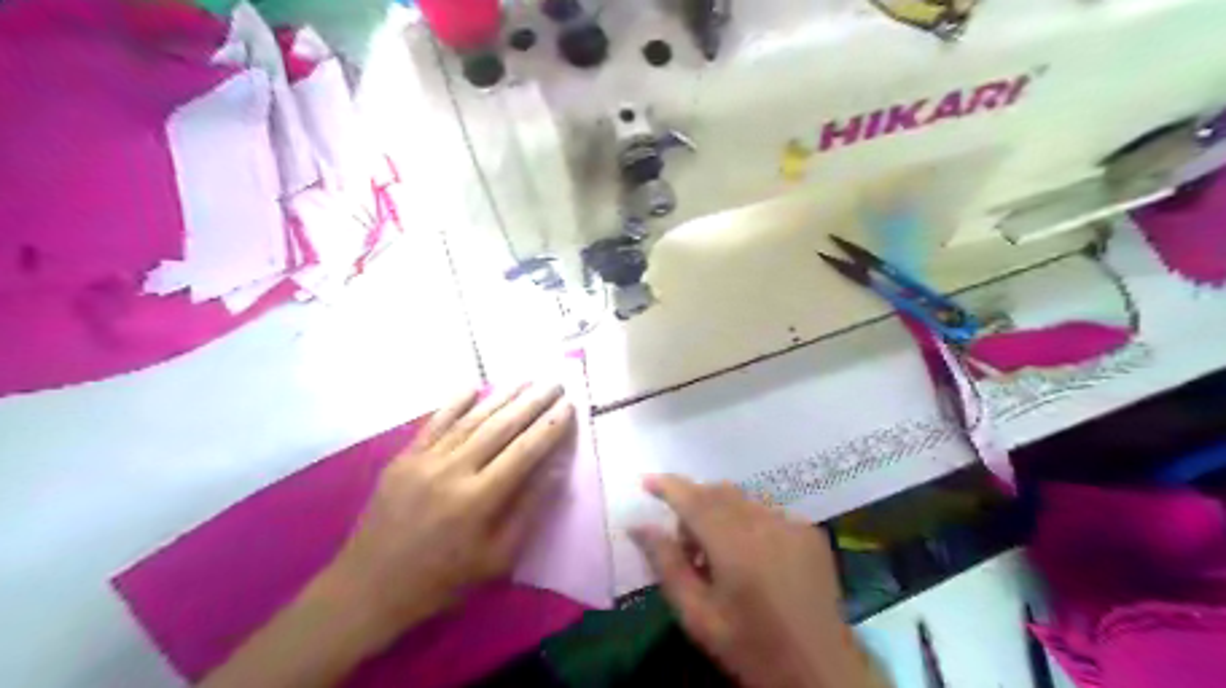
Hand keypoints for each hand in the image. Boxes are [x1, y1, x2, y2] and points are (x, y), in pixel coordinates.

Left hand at [322, 383, 578, 643]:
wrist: (370, 587)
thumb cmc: (442, 580)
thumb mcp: (497, 558)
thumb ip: (529, 510)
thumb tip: (557, 469)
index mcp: (479, 500)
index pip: (525, 452)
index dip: (550, 427)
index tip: (569, 406)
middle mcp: (453, 471)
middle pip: (501, 427)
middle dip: (532, 403)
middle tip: (555, 384)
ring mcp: (425, 460)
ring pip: (471, 419)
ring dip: (502, 396)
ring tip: (526, 379)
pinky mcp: (404, 458)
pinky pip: (435, 423)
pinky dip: (455, 402)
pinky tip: (474, 386)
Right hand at [632, 475, 882, 687]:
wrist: (820, 670)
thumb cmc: (750, 647)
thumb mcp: (697, 616)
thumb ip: (666, 564)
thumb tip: (639, 526)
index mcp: (735, 546)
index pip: (693, 500)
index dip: (668, 486)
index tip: (646, 481)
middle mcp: (765, 523)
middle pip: (718, 492)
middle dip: (693, 505)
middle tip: (686, 546)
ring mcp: (792, 523)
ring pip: (743, 499)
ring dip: (721, 513)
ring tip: (721, 555)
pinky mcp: (810, 530)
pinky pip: (767, 511)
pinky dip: (749, 521)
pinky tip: (753, 556)